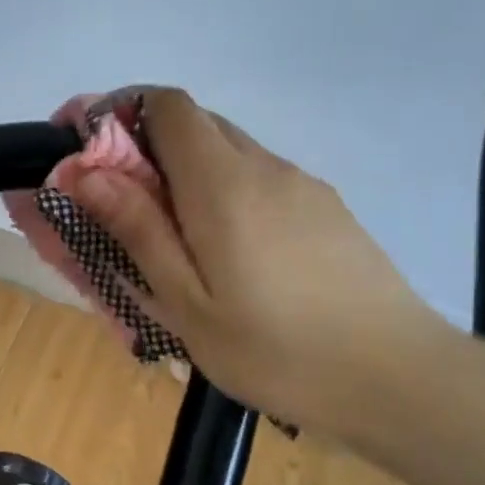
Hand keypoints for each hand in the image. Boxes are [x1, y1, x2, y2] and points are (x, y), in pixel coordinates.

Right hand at [70, 89, 448, 438]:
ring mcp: (303, 186)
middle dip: (146, 148)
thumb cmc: (275, 350)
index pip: (167, 105)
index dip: (119, 113)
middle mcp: (265, 167)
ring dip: (186, 175)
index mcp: (223, 184)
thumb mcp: (187, 303)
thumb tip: (88, 172)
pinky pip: (260, 180)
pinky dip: (224, 194)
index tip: (88, 153)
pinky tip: (228, 257)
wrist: (396, 378)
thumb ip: (138, 231)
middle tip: (119, 207)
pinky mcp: (326, 210)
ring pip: (230, 153)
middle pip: (197, 124)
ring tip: (171, 242)